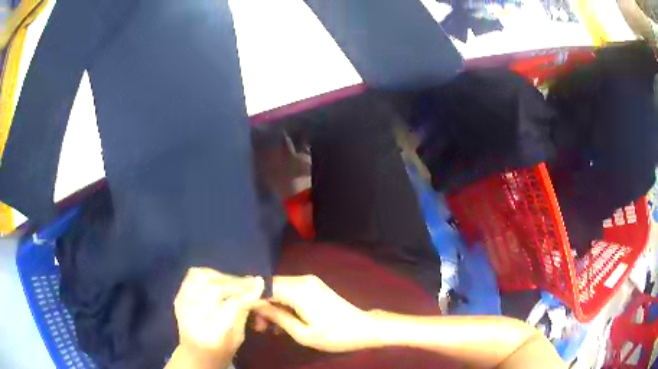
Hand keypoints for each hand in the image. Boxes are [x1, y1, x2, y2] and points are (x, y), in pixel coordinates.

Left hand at [168, 268, 263, 368]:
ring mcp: (182, 305)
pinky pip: (191, 277)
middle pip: (214, 288)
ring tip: (233, 281)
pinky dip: (207, 274)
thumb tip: (255, 288)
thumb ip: (243, 312)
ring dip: (221, 275)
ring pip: (201, 277)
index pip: (231, 305)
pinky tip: (217, 280)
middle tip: (250, 282)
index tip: (260, 284)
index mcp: (213, 333)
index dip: (247, 292)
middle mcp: (194, 317)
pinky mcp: (178, 298)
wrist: (194, 355)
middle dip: (235, 282)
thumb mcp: (238, 337)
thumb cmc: (221, 351)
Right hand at [253, 275, 372, 352]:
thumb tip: (256, 306)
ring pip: (279, 289)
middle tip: (258, 326)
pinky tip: (281, 321)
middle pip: (270, 286)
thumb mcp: (302, 333)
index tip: (243, 314)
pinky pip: (290, 291)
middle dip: (260, 304)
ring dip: (270, 305)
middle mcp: (302, 279)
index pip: (264, 287)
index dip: (250, 298)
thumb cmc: (334, 335)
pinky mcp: (313, 286)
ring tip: (268, 328)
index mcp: (298, 290)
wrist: (364, 328)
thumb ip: (277, 317)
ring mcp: (309, 281)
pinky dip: (282, 304)